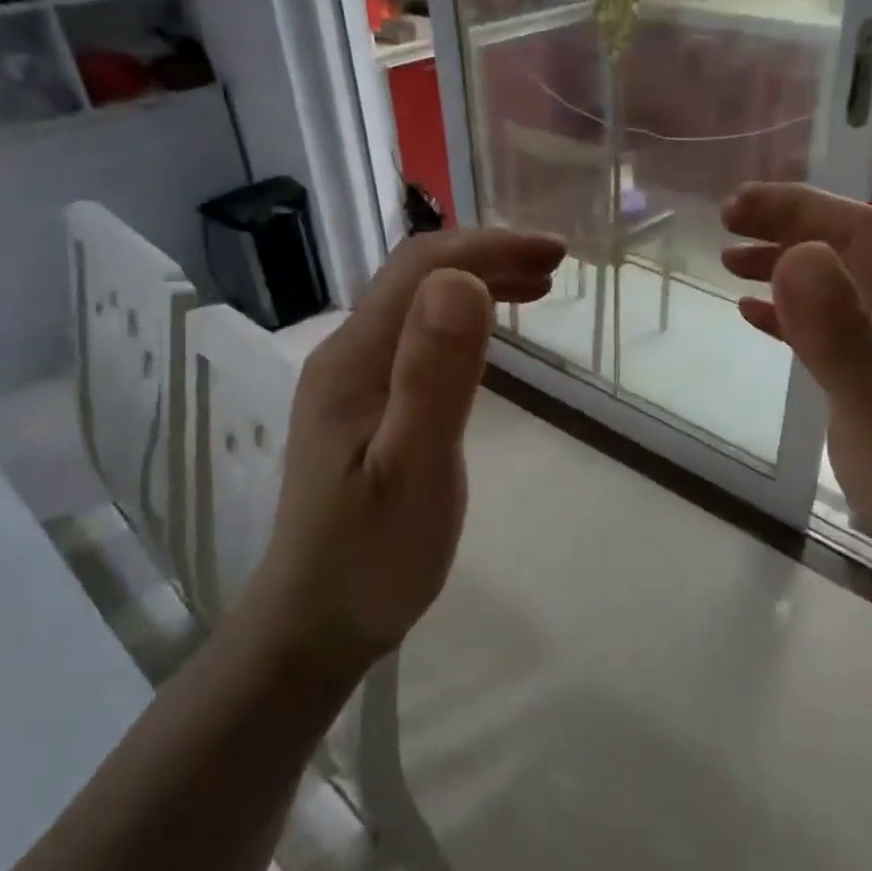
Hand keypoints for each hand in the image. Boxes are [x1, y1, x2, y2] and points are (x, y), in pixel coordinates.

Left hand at [242, 228, 564, 674]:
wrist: (317, 623)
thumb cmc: (371, 556)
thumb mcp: (413, 468)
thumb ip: (435, 376)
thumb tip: (462, 280)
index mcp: (355, 358)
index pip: (421, 267)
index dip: (489, 247)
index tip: (555, 254)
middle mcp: (347, 356)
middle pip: (416, 277)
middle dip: (488, 258)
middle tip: (555, 268)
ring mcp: (353, 384)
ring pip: (417, 307)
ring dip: (476, 284)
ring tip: (536, 290)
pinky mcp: (366, 409)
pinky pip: (416, 341)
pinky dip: (462, 322)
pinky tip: (487, 339)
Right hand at [722, 184, 871, 613]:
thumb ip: (836, 333)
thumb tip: (792, 255)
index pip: (860, 231)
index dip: (796, 210)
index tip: (733, 209)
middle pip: (851, 254)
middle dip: (788, 232)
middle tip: (724, 230)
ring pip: (842, 292)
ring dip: (789, 272)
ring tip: (731, 265)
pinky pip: (839, 334)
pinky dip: (797, 321)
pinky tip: (760, 322)